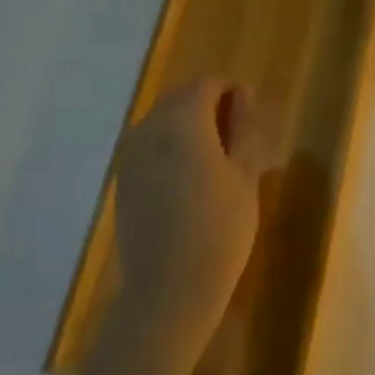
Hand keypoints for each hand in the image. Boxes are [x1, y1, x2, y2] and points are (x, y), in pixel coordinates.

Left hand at [112, 79, 261, 354]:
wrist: (168, 290)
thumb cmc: (220, 229)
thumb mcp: (245, 175)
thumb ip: (244, 128)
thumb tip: (243, 94)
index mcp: (183, 120)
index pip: (208, 85)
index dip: (232, 94)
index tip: (251, 119)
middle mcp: (149, 127)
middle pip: (182, 99)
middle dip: (210, 109)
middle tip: (238, 142)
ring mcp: (130, 154)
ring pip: (164, 122)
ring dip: (189, 129)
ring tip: (216, 162)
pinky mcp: (122, 179)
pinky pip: (150, 146)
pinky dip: (171, 150)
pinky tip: (190, 181)